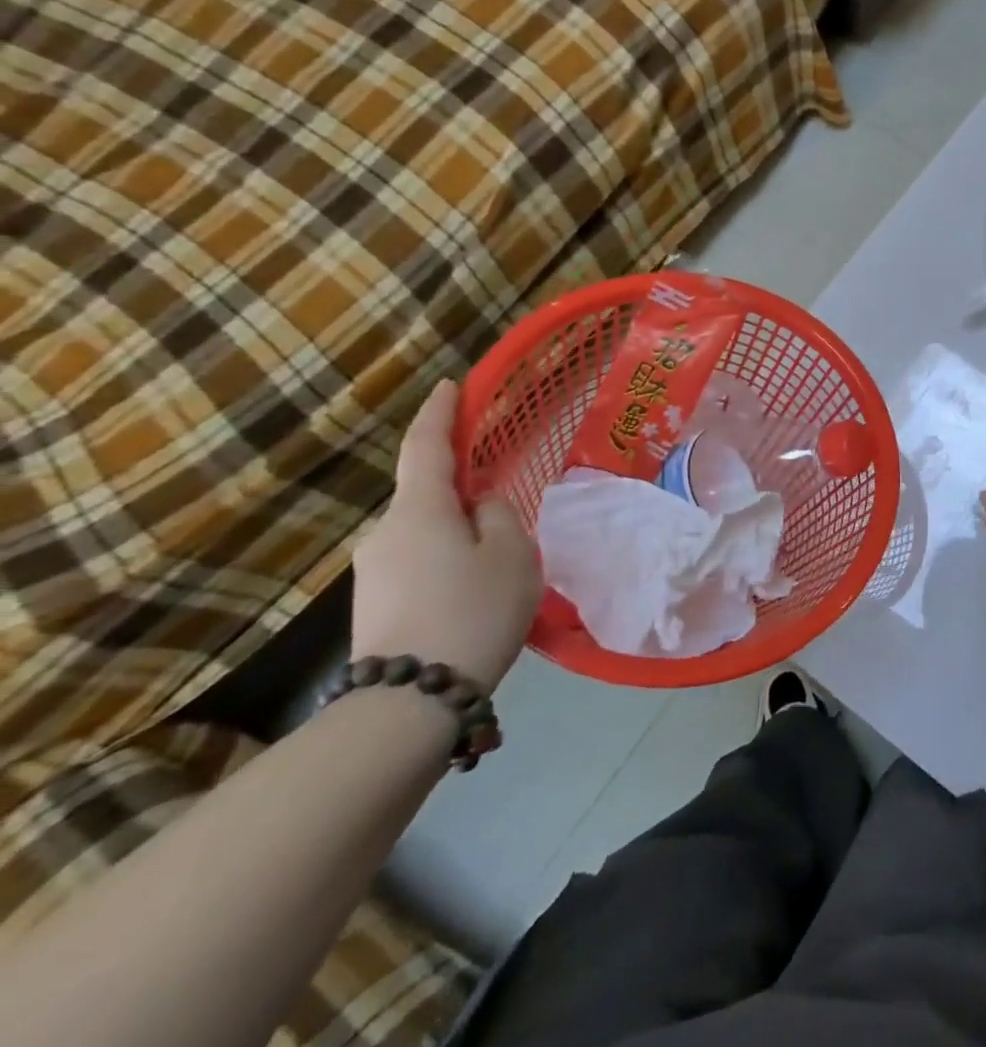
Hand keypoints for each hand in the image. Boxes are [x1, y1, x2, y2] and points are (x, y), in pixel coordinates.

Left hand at [351, 379, 542, 691]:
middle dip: (464, 494)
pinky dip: (448, 562)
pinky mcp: (374, 603)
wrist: (410, 701)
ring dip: (459, 534)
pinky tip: (474, 592)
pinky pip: (419, 563)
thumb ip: (498, 513)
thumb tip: (479, 504)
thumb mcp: (511, 552)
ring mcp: (373, 570)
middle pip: (428, 495)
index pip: (425, 446)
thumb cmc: (473, 609)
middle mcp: (384, 531)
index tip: (450, 386)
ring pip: (426, 533)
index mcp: (418, 509)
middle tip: (507, 513)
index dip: (440, 413)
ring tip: (498, 567)